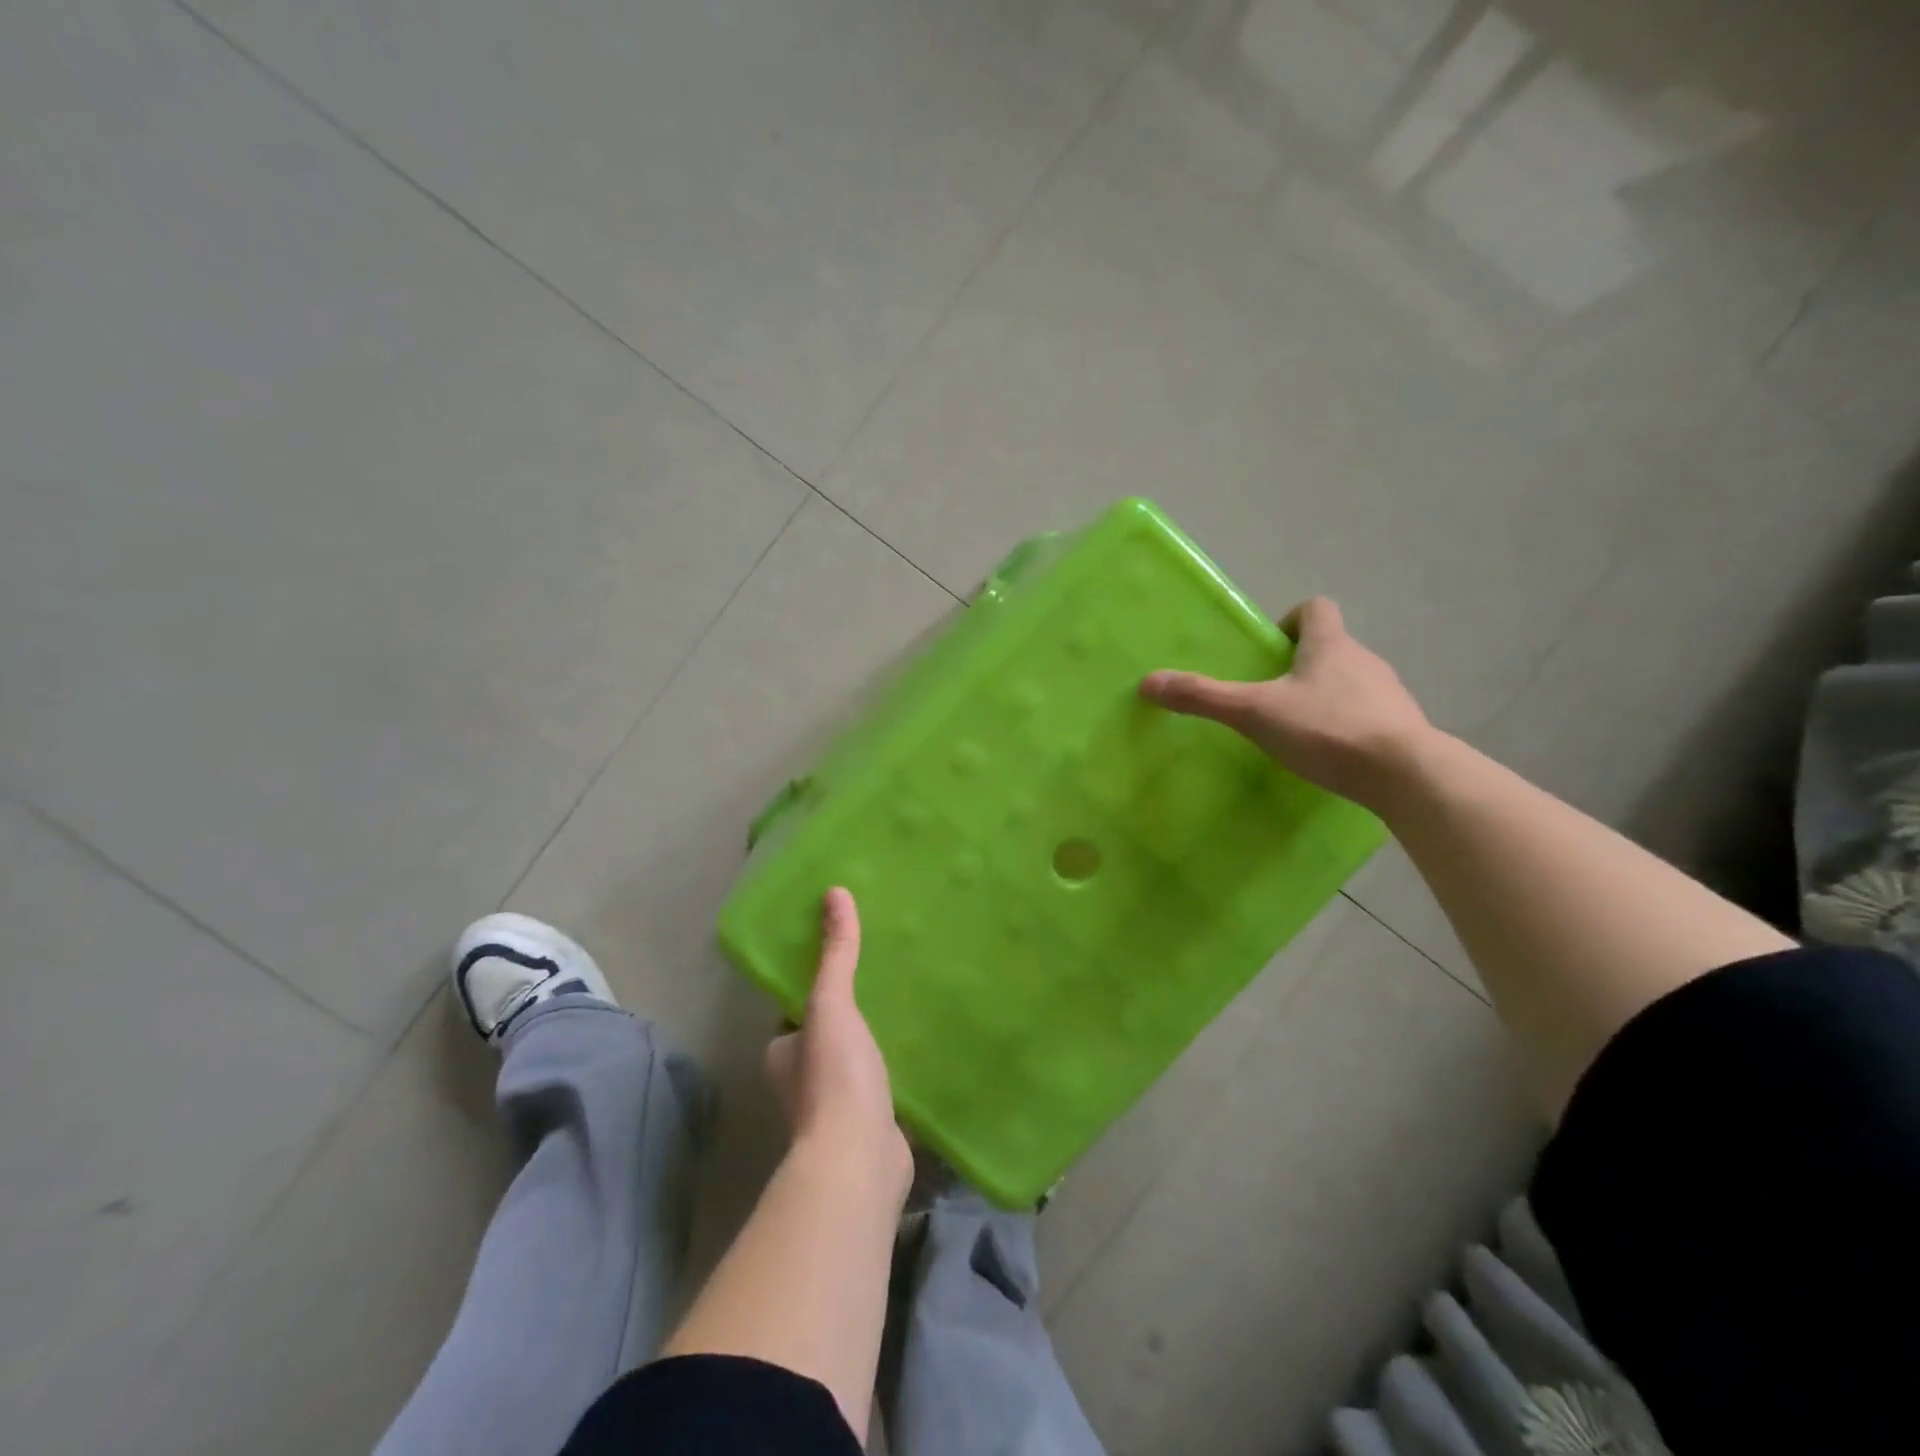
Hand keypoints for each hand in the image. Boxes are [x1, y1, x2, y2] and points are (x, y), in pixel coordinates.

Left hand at [764, 888, 911, 1194]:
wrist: (859, 1159)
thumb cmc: (834, 1077)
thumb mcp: (831, 1004)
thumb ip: (836, 953)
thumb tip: (834, 892)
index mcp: (785, 1053)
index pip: (799, 1011)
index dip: (820, 988)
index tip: (850, 962)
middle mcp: (804, 1081)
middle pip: (831, 1034)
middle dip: (854, 1014)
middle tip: (890, 977)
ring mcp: (838, 1108)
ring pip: (858, 1061)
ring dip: (878, 1042)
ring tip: (911, 1005)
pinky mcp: (872, 1125)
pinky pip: (885, 1086)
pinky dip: (899, 1070)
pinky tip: (926, 1049)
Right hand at [1139, 597, 1431, 807]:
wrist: (1405, 775)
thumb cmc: (1327, 729)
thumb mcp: (1254, 713)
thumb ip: (1203, 697)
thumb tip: (1149, 682)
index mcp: (1330, 645)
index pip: (1316, 608)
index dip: (1292, 620)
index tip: (1272, 647)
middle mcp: (1364, 660)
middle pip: (1332, 647)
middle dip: (1301, 664)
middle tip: (1271, 695)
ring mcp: (1389, 695)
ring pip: (1351, 682)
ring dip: (1325, 695)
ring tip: (1297, 728)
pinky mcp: (1402, 728)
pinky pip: (1369, 715)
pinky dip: (1348, 725)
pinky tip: (1330, 755)